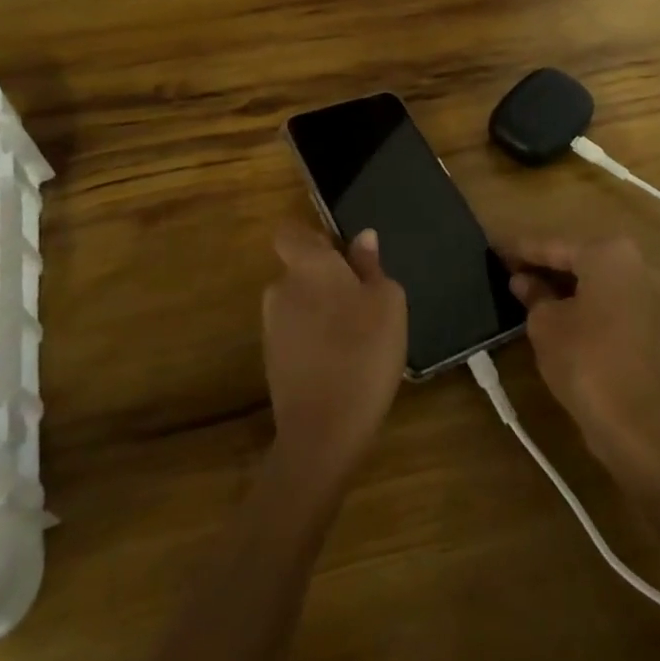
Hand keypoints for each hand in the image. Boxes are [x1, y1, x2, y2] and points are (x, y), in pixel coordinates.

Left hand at [262, 224, 407, 487]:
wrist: (324, 429)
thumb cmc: (364, 352)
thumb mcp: (387, 302)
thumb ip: (371, 266)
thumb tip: (363, 238)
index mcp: (308, 266)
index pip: (290, 232)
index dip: (312, 237)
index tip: (340, 253)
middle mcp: (281, 288)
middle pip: (300, 269)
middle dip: (326, 278)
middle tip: (364, 299)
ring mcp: (272, 326)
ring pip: (300, 302)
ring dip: (322, 310)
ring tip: (358, 335)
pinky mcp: (272, 359)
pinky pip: (297, 333)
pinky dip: (316, 339)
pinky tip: (342, 362)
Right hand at [509, 237, 659, 487]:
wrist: (637, 422)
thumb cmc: (585, 360)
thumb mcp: (545, 323)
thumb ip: (533, 294)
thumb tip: (522, 280)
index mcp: (608, 253)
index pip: (552, 245)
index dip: (519, 249)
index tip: (492, 247)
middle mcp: (633, 264)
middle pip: (576, 258)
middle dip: (541, 265)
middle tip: (505, 268)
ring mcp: (644, 294)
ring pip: (591, 280)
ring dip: (560, 285)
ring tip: (521, 289)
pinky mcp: (646, 323)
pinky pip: (604, 300)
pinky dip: (579, 302)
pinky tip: (550, 310)